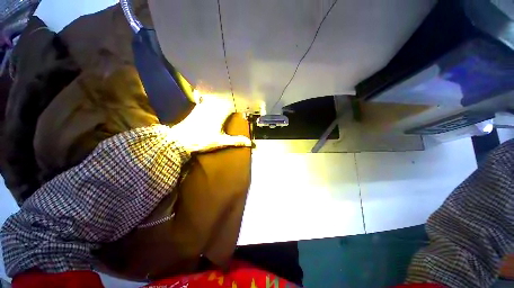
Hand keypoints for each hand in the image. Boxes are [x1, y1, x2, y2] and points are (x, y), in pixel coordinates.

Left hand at [170, 93, 251, 153]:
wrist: (180, 139)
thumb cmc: (202, 140)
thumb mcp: (221, 142)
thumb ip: (235, 141)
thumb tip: (249, 142)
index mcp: (220, 114)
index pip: (233, 104)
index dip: (241, 102)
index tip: (247, 101)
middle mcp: (213, 106)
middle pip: (225, 97)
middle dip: (232, 96)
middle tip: (240, 94)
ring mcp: (204, 106)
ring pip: (215, 96)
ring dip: (222, 93)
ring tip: (228, 90)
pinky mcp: (197, 107)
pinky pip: (204, 97)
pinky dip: (207, 93)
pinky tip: (205, 89)